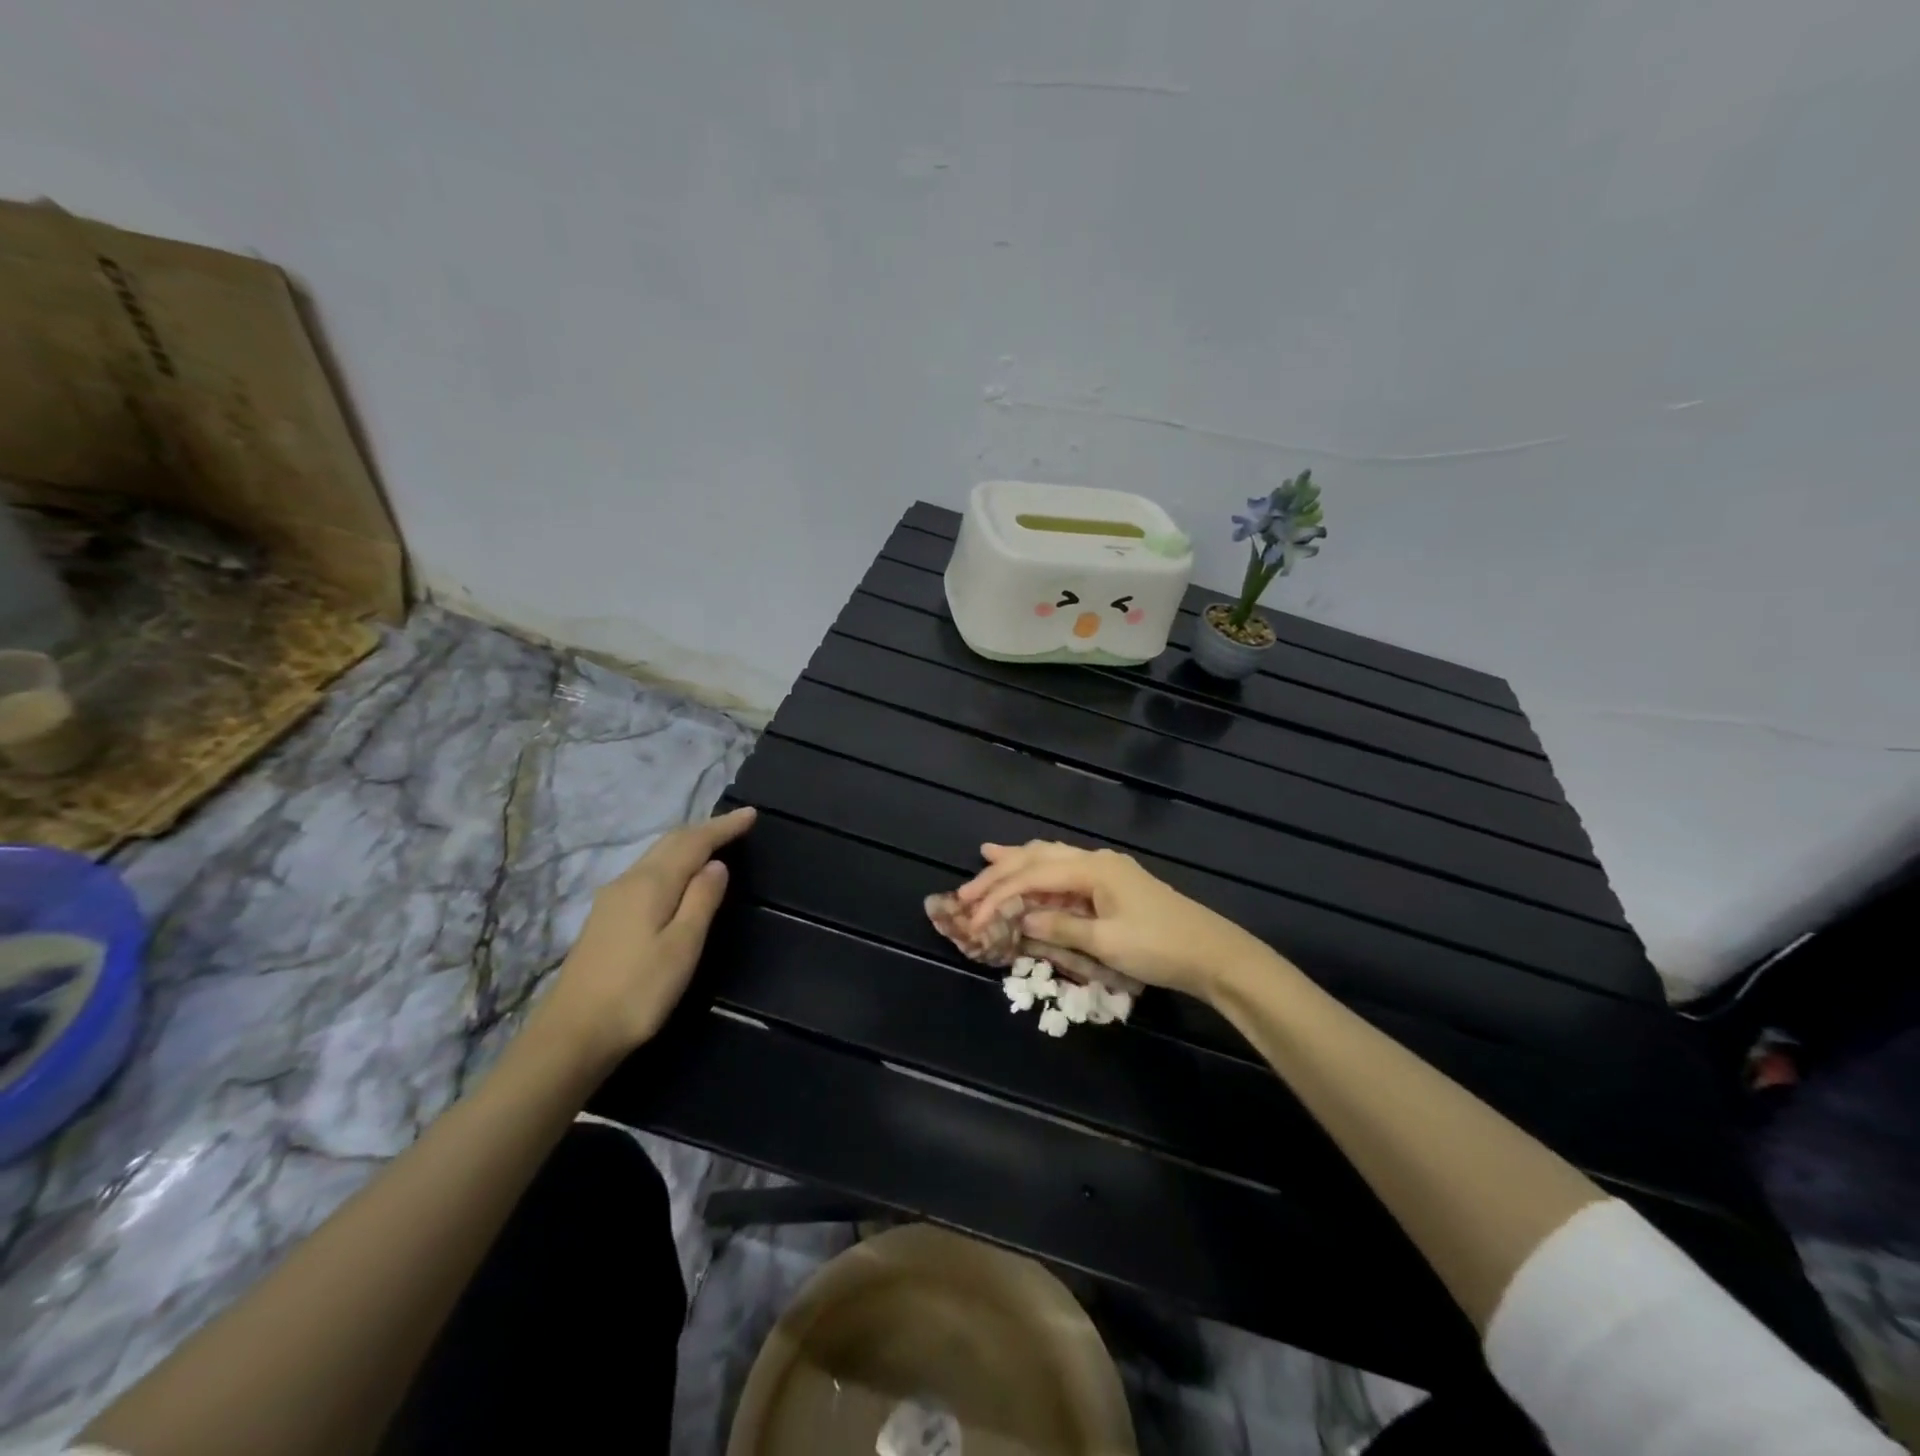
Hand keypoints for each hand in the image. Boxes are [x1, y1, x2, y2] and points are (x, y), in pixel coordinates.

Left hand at [533, 806, 755, 1062]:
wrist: (572, 1035)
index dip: (723, 827)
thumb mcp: (682, 947)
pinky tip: (678, 877)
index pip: (693, 842)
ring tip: (713, 844)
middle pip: (670, 843)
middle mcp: (628, 882)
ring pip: (656, 857)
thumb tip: (716, 865)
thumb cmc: (638, 992)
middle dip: (704, 830)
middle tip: (736, 825)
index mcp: (651, 884)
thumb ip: (701, 901)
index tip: (751, 814)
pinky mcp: (605, 918)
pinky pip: (647, 873)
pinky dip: (671, 863)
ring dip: (687, 845)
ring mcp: (612, 900)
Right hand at [956, 840, 1276, 1001]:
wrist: (1212, 953)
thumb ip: (1060, 927)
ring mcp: (1106, 870)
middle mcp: (1095, 860)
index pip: (1033, 876)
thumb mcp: (1106, 942)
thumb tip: (1022, 919)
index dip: (998, 895)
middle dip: (1000, 872)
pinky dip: (1041, 873)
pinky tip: (1033, 874)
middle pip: (1038, 858)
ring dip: (1018, 862)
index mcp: (1092, 868)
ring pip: (1052, 858)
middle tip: (966, 888)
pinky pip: (1066, 871)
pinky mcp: (1113, 884)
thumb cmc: (1159, 947)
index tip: (972, 915)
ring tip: (989, 857)